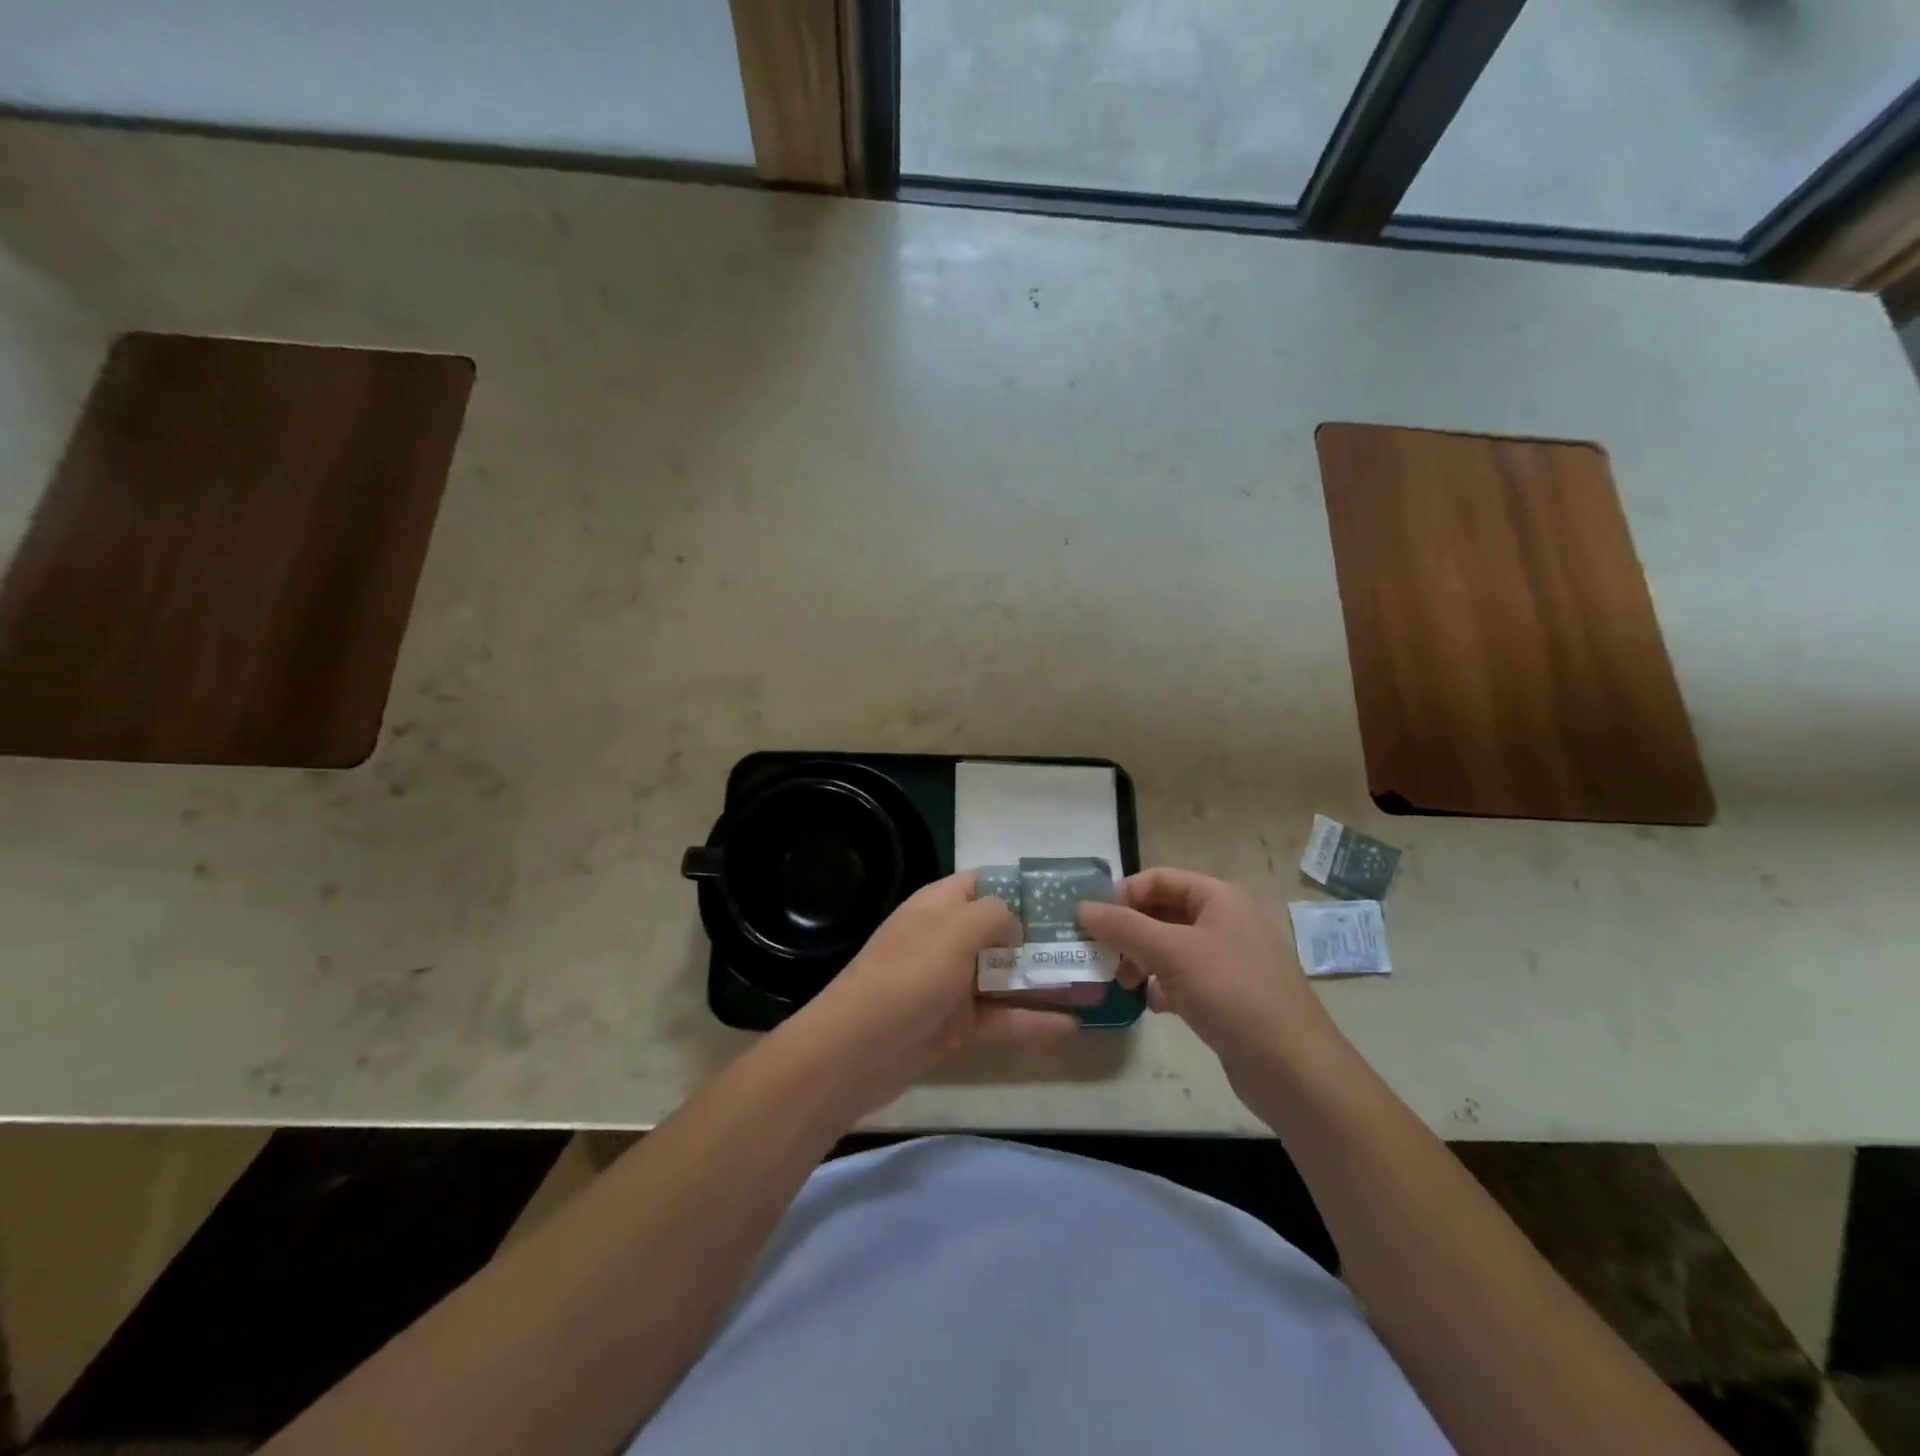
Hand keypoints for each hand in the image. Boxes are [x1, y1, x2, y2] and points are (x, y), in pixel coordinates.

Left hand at [788, 872, 1081, 1111]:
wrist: (856, 1051)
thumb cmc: (908, 976)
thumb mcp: (954, 931)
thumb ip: (993, 916)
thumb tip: (1015, 924)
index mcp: (939, 905)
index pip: (984, 882)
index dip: (1022, 886)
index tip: (1065, 896)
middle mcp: (946, 939)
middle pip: (1001, 930)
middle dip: (1043, 936)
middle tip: (1091, 942)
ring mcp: (951, 983)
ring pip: (1005, 976)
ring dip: (1044, 979)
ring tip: (1093, 982)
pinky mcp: (955, 1024)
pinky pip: (1000, 1017)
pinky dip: (1032, 1020)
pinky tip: (1071, 1025)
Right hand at [1078, 868, 1340, 1080]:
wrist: (1292, 1067)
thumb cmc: (1231, 992)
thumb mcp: (1171, 952)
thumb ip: (1123, 927)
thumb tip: (1082, 907)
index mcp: (1219, 898)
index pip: (1160, 879)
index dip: (1124, 893)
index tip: (1092, 920)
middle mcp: (1225, 922)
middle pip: (1164, 912)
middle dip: (1129, 930)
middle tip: (1100, 953)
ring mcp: (1228, 960)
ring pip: (1170, 947)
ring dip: (1141, 959)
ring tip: (1121, 982)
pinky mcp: (1227, 995)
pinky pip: (1183, 978)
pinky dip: (1162, 985)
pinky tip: (1152, 1004)